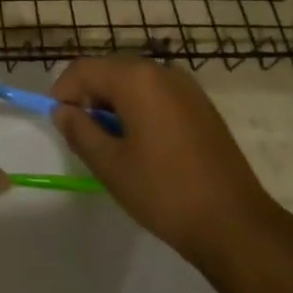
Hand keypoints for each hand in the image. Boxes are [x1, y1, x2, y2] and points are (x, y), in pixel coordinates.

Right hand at [53, 58, 272, 265]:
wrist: (235, 224)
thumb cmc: (164, 192)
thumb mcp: (110, 165)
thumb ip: (79, 130)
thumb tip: (62, 110)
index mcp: (137, 78)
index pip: (83, 69)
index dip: (63, 92)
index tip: (58, 123)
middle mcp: (162, 71)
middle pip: (110, 71)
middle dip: (88, 96)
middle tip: (82, 136)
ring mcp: (186, 87)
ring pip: (134, 82)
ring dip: (114, 104)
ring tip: (111, 144)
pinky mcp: (201, 106)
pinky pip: (157, 95)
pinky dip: (139, 109)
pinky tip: (142, 145)